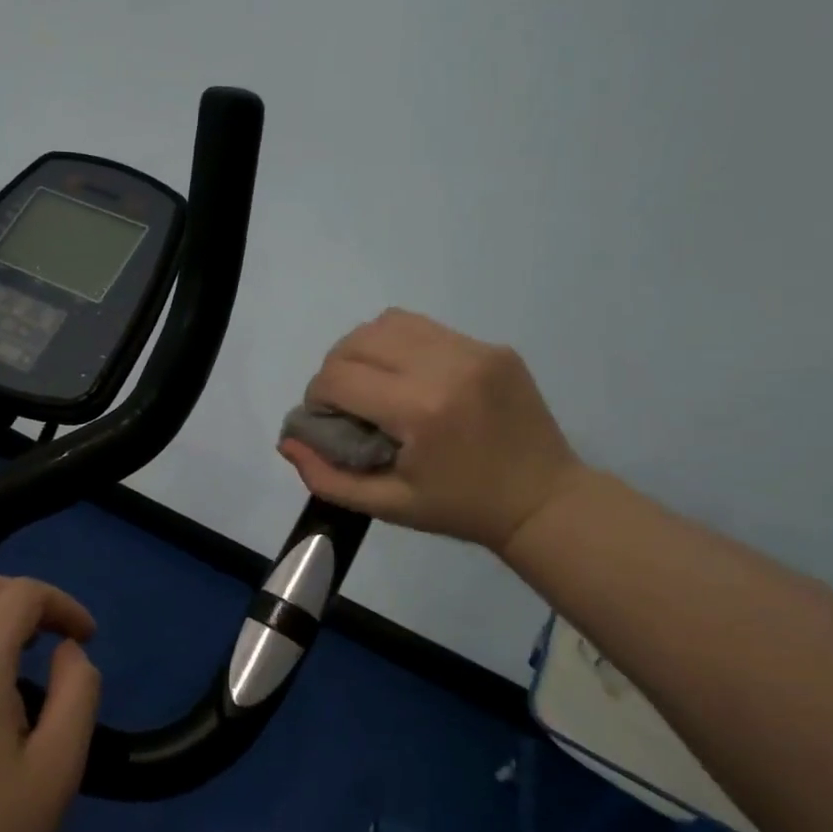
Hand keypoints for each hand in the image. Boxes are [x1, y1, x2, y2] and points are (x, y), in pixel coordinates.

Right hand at [278, 308, 590, 553]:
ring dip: (365, 350)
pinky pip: (425, 328)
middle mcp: (446, 366)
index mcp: (421, 410)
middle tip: (345, 404)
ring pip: (388, 322)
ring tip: (373, 384)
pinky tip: (409, 378)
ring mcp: (474, 350)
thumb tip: (288, 441)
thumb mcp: (389, 506)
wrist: (545, 500)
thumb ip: (328, 477)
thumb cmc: (461, 509)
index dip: (317, 398)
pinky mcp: (492, 346)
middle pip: (357, 340)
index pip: (338, 377)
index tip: (327, 422)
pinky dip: (400, 346)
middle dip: (335, 370)